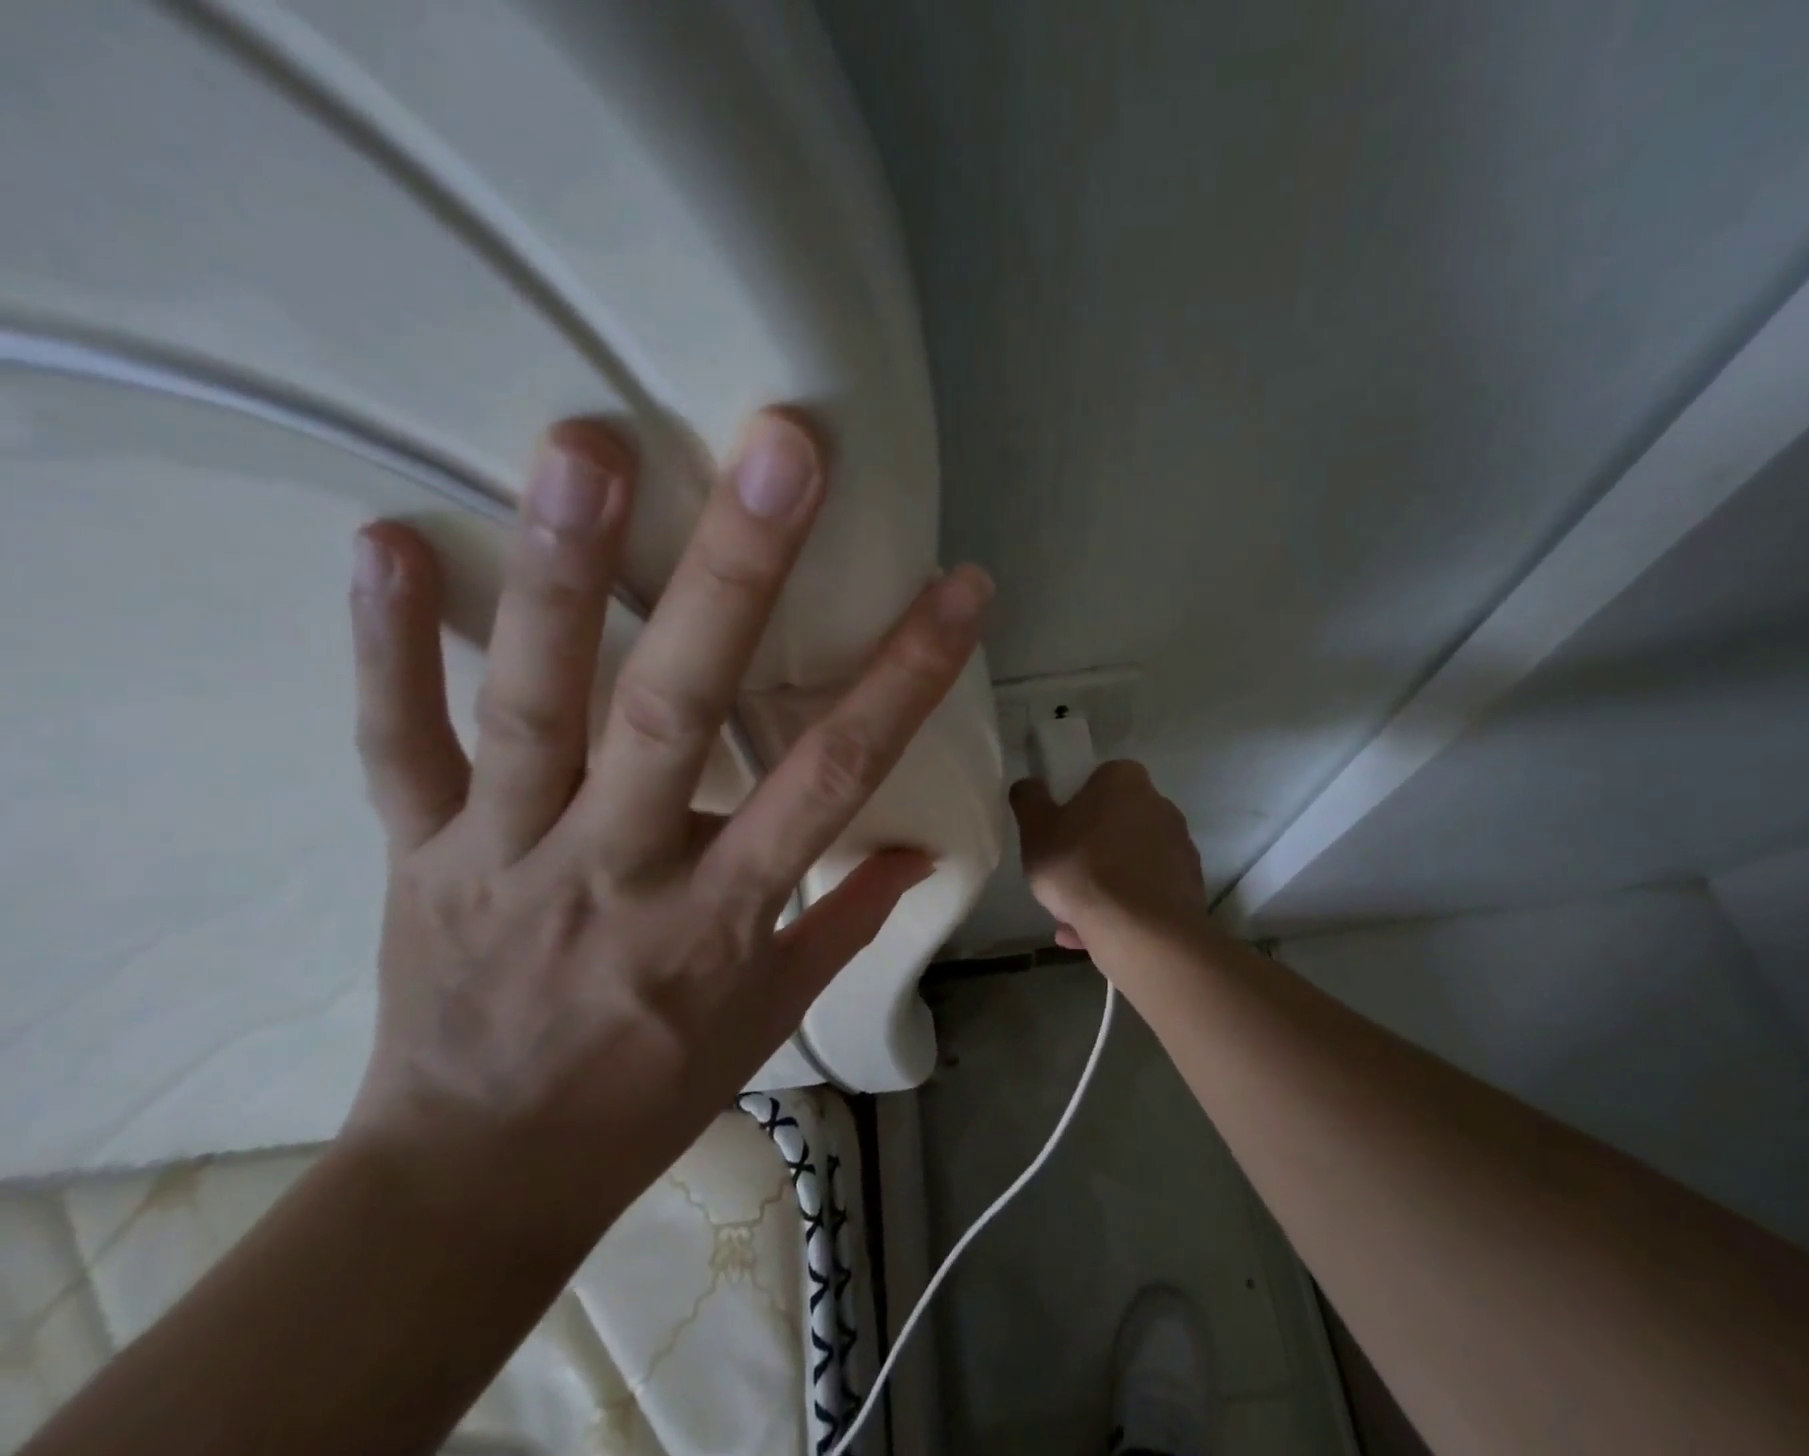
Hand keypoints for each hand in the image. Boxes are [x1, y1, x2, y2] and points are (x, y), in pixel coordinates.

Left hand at [343, 410, 990, 1232]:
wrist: (474, 1178)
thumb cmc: (646, 1096)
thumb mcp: (766, 1022)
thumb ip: (844, 924)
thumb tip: (917, 851)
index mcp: (718, 919)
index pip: (831, 778)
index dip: (904, 676)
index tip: (960, 590)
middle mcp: (616, 869)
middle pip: (678, 708)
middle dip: (738, 575)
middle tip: (778, 452)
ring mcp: (502, 853)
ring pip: (535, 701)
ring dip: (560, 571)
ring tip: (588, 448)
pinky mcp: (417, 850)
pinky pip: (397, 741)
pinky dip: (385, 647)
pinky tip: (383, 539)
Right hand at [1009, 760, 1206, 951]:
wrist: (1141, 931)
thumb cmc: (1080, 868)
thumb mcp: (1035, 831)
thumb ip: (1029, 801)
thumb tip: (1029, 784)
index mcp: (1125, 781)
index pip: (1100, 779)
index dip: (1076, 803)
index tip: (1058, 830)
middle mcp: (1160, 806)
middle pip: (1115, 822)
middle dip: (1090, 848)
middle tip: (1061, 876)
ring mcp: (1179, 848)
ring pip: (1128, 862)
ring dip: (1103, 884)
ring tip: (1071, 918)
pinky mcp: (1187, 887)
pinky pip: (1144, 892)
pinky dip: (1122, 908)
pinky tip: (1092, 935)